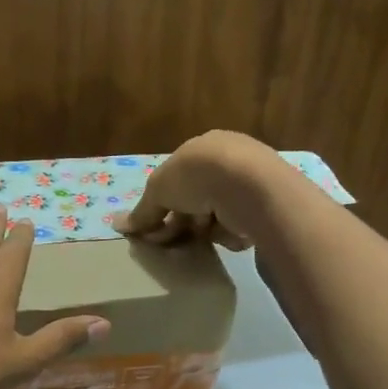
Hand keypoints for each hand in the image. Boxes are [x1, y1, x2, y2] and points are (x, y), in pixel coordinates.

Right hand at [115, 131, 291, 248]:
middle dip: (182, 220)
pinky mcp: (269, 206)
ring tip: (202, 238)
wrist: (252, 187)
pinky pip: (240, 226)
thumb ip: (143, 210)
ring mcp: (252, 183)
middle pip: (197, 198)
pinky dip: (231, 234)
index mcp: (204, 147)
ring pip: (218, 215)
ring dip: (206, 229)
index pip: (178, 178)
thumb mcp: (159, 189)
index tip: (154, 228)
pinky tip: (229, 236)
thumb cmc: (199, 176)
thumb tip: (119, 225)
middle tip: (172, 241)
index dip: (163, 203)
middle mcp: (230, 160)